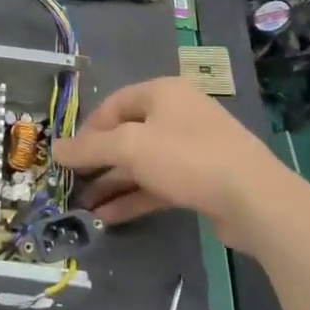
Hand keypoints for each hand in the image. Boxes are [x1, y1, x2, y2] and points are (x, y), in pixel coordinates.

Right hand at [52, 77, 309, 255]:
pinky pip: (158, 184)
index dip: (87, 130)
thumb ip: (90, 148)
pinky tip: (109, 217)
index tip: (67, 156)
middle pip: (127, 135)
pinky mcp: (201, 179)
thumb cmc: (187, 158)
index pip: (113, 105)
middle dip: (99, 161)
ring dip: (113, 183)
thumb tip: (55, 148)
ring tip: (85, 205)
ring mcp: (192, 148)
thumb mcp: (130, 147)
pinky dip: (134, 197)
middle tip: (73, 183)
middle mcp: (177, 114)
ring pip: (142, 163)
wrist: (254, 199)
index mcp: (162, 93)